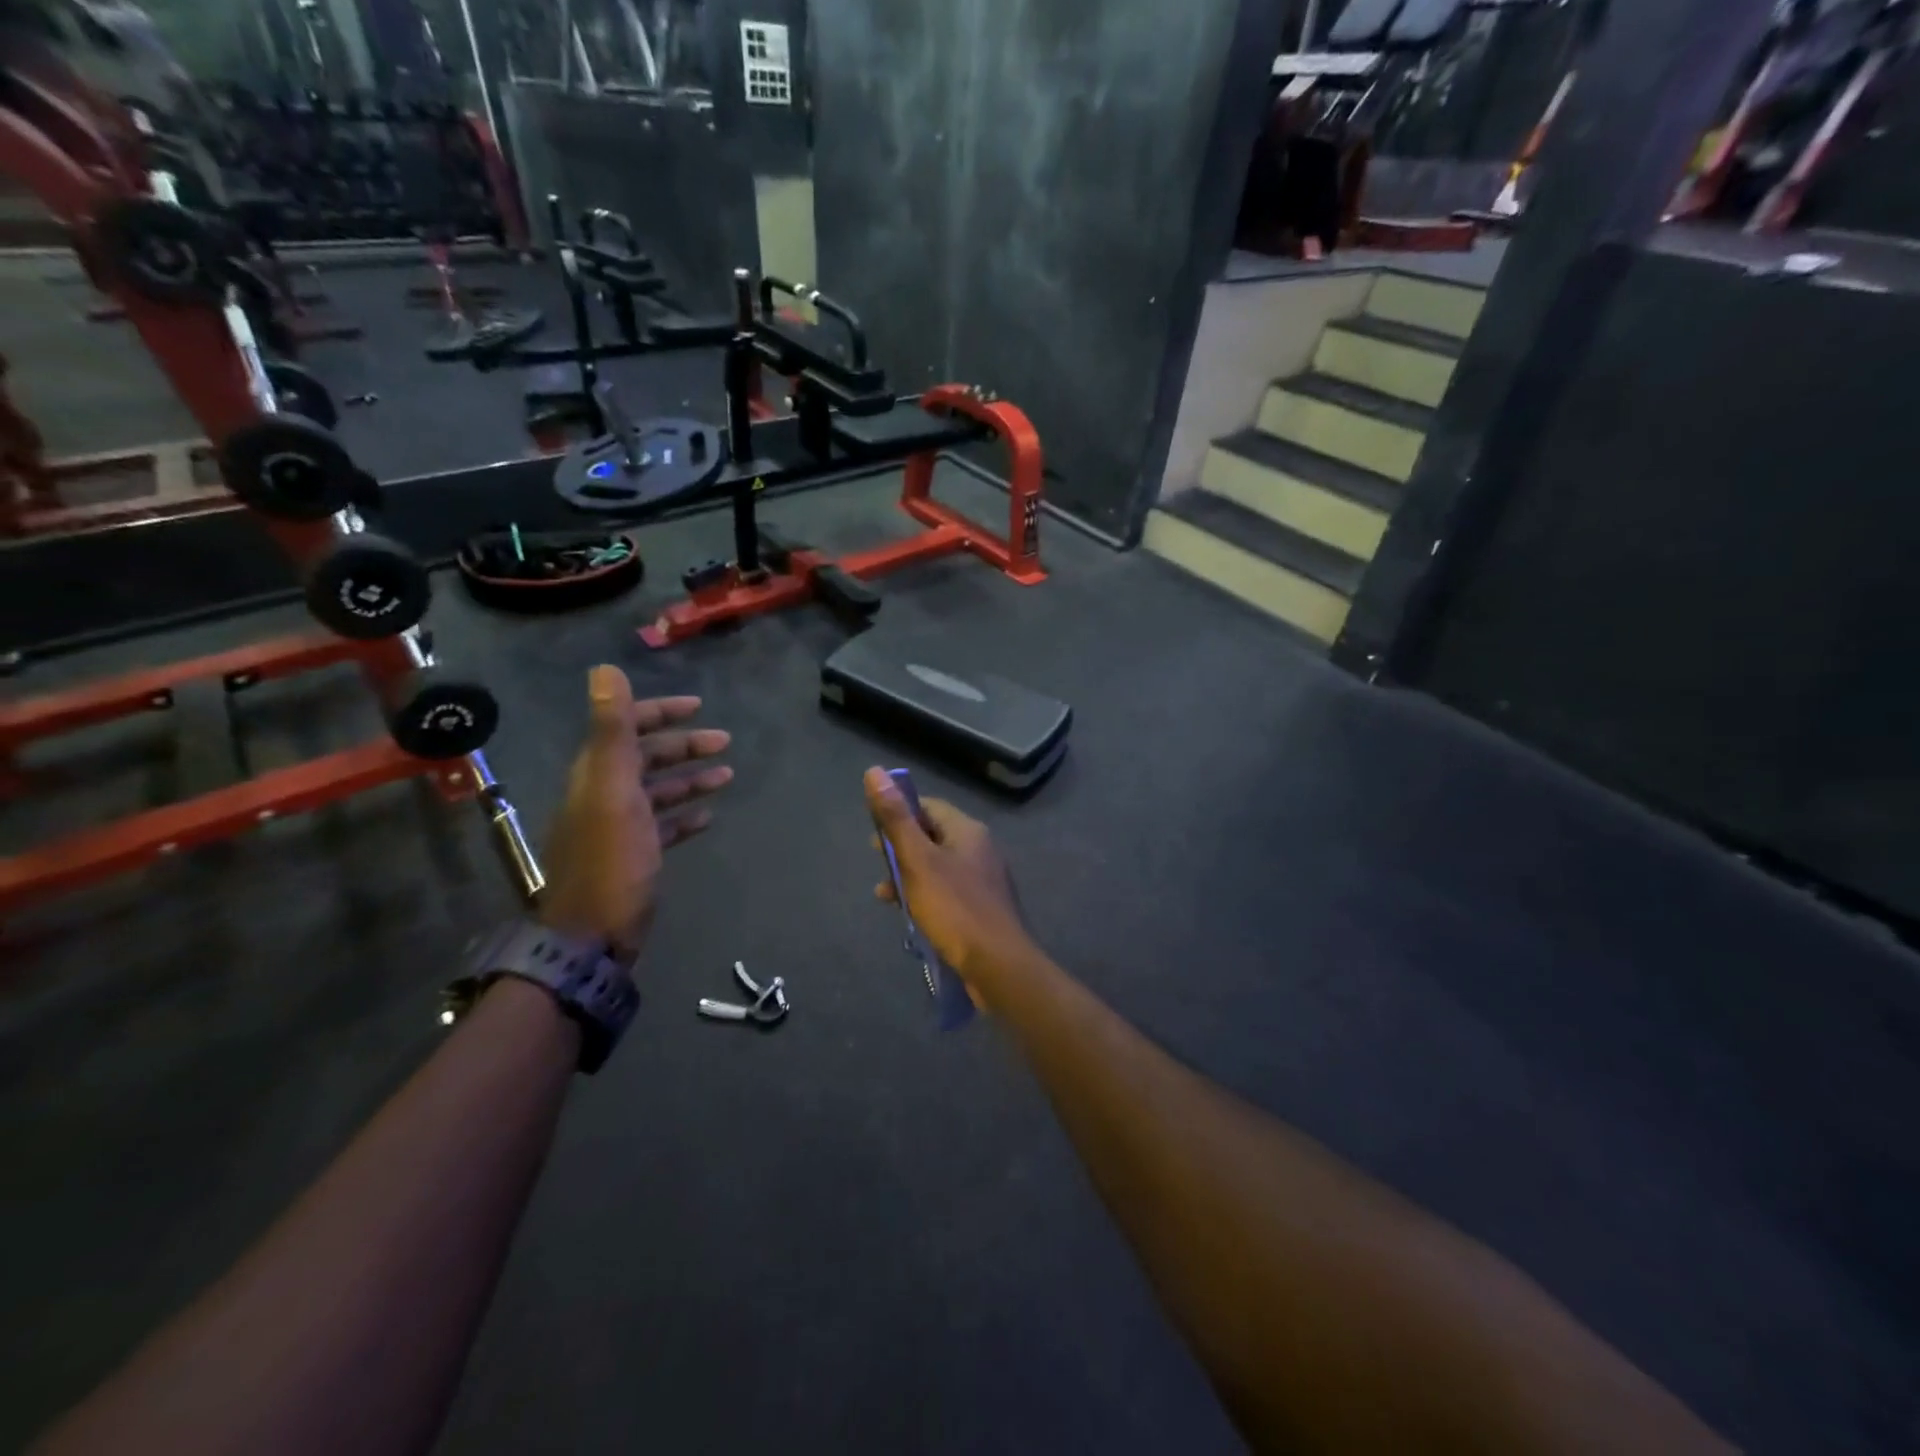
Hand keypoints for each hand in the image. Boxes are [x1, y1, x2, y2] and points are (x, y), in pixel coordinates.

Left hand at [539, 666, 731, 953]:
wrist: (592, 937)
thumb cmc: (610, 861)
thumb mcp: (613, 791)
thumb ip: (612, 730)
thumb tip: (604, 668)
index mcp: (597, 775)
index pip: (627, 729)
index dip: (659, 712)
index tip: (698, 707)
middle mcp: (605, 794)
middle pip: (647, 758)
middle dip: (685, 746)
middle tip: (725, 742)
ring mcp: (619, 827)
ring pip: (659, 791)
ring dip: (691, 778)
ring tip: (727, 774)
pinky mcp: (634, 856)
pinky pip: (664, 825)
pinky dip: (685, 815)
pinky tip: (708, 815)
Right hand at [864, 768, 1035, 1002]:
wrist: (999, 966)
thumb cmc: (955, 909)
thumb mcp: (918, 861)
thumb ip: (895, 819)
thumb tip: (874, 771)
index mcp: (968, 831)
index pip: (928, 807)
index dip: (899, 815)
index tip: (875, 836)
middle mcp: (980, 849)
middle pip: (933, 836)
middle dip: (901, 850)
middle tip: (878, 867)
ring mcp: (984, 880)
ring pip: (938, 867)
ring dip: (910, 877)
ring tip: (885, 896)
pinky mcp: (983, 908)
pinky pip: (948, 892)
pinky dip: (926, 897)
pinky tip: (911, 916)